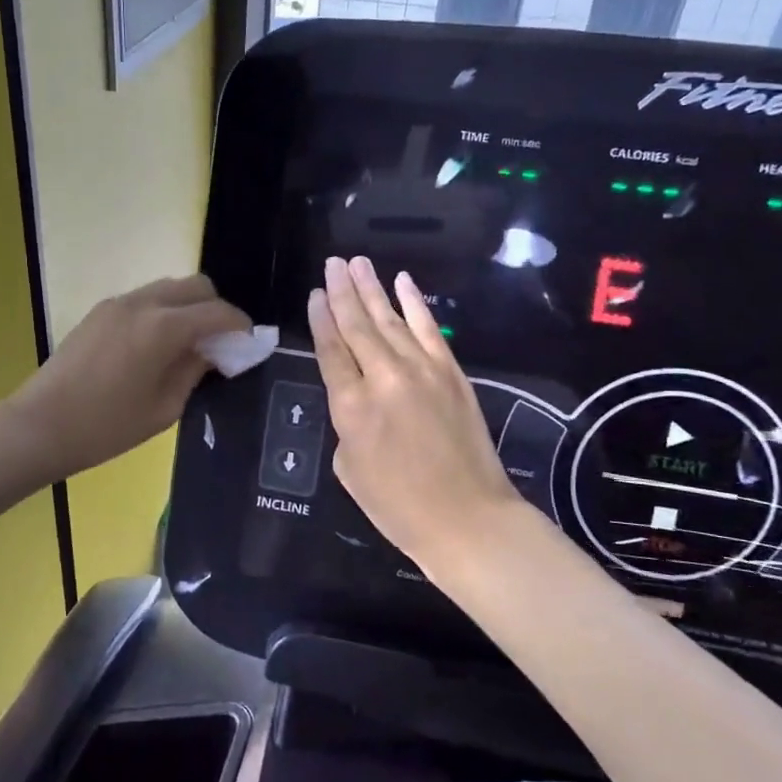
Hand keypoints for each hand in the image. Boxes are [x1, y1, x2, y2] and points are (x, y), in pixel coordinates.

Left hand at [11, 275, 249, 479]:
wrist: (40, 425)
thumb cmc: (106, 427)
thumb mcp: (163, 408)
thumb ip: (194, 372)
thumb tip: (212, 352)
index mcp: (163, 328)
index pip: (217, 312)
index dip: (240, 326)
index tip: (249, 344)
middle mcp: (143, 303)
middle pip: (196, 285)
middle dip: (216, 308)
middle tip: (219, 343)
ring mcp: (118, 303)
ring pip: (169, 287)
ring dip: (188, 307)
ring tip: (188, 344)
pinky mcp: (100, 311)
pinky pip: (145, 298)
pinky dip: (164, 311)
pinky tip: (157, 345)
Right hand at [311, 256, 523, 577]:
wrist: (468, 518)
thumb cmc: (399, 506)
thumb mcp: (350, 469)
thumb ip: (347, 424)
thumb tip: (358, 398)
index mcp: (351, 407)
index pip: (330, 350)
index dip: (320, 319)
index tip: (314, 294)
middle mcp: (384, 378)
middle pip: (357, 326)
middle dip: (341, 292)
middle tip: (332, 263)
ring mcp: (421, 370)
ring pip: (390, 319)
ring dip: (372, 289)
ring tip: (357, 263)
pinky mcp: (451, 372)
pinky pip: (428, 328)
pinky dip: (414, 303)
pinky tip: (402, 282)